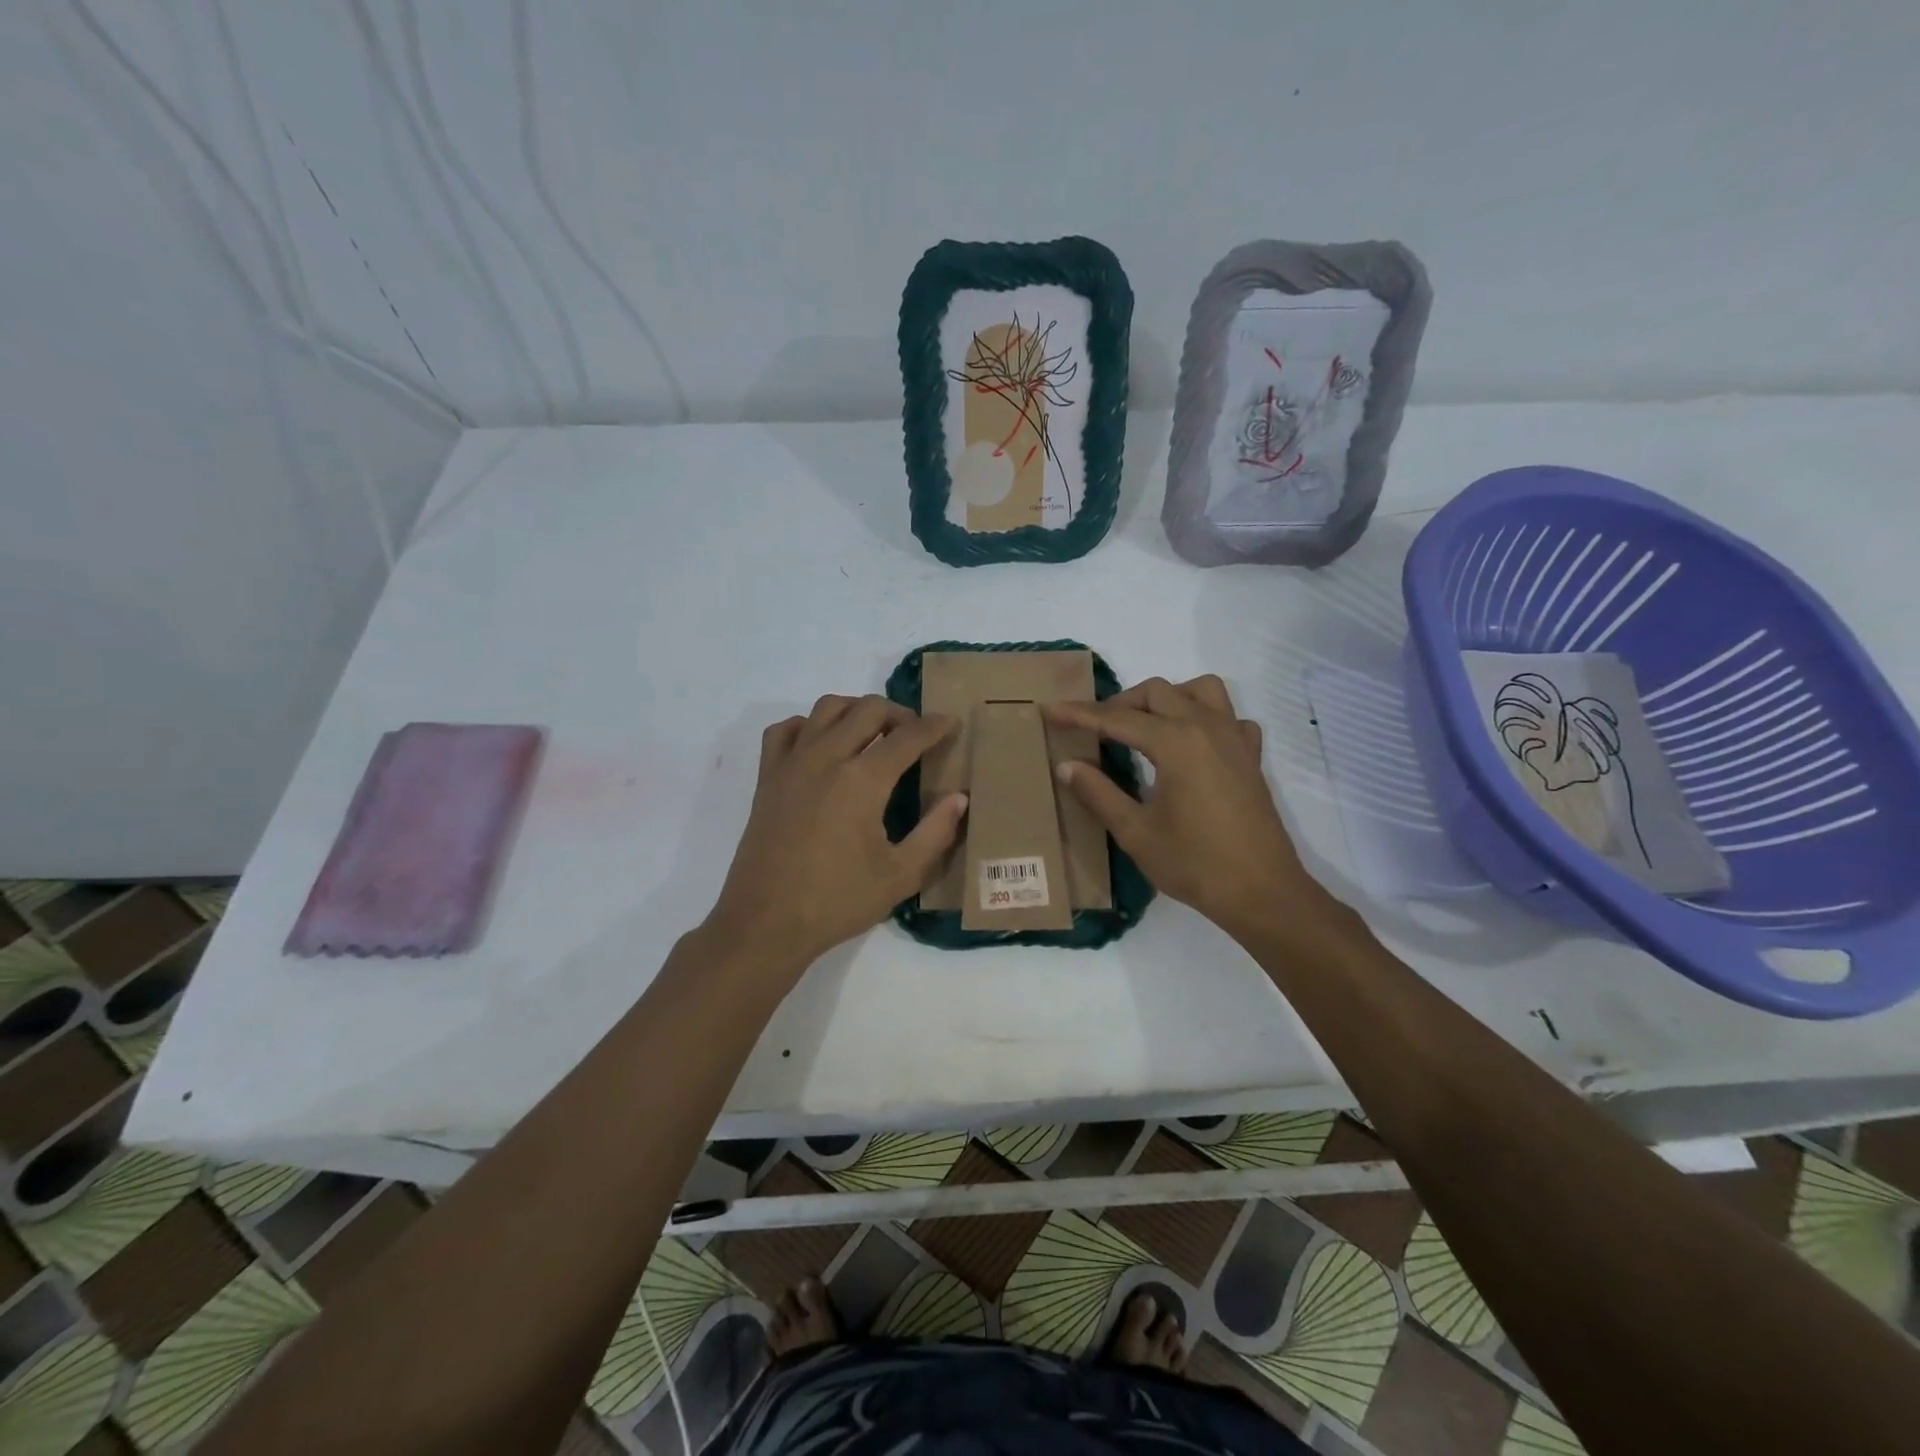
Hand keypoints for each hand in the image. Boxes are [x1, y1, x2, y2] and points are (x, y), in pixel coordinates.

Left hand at [707, 695, 966, 969]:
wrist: (765, 923)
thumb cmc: (837, 901)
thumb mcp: (900, 876)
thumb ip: (935, 833)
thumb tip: (958, 799)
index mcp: (862, 780)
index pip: (907, 737)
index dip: (935, 726)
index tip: (952, 722)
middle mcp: (826, 758)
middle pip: (868, 709)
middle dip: (899, 713)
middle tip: (915, 734)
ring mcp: (792, 763)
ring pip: (826, 708)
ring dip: (856, 710)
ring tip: (872, 733)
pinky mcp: (767, 777)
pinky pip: (785, 730)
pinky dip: (808, 726)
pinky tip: (821, 746)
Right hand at [1044, 676, 1334, 940]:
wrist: (1262, 892)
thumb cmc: (1194, 864)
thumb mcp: (1135, 832)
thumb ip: (1099, 792)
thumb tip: (1067, 765)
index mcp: (1175, 742)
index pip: (1117, 719)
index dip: (1080, 714)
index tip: (1051, 710)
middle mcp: (1206, 727)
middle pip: (1156, 693)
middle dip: (1120, 704)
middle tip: (1096, 730)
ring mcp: (1234, 738)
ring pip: (1199, 690)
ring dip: (1167, 699)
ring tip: (1146, 727)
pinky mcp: (1251, 756)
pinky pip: (1229, 716)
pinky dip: (1206, 717)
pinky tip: (1192, 745)